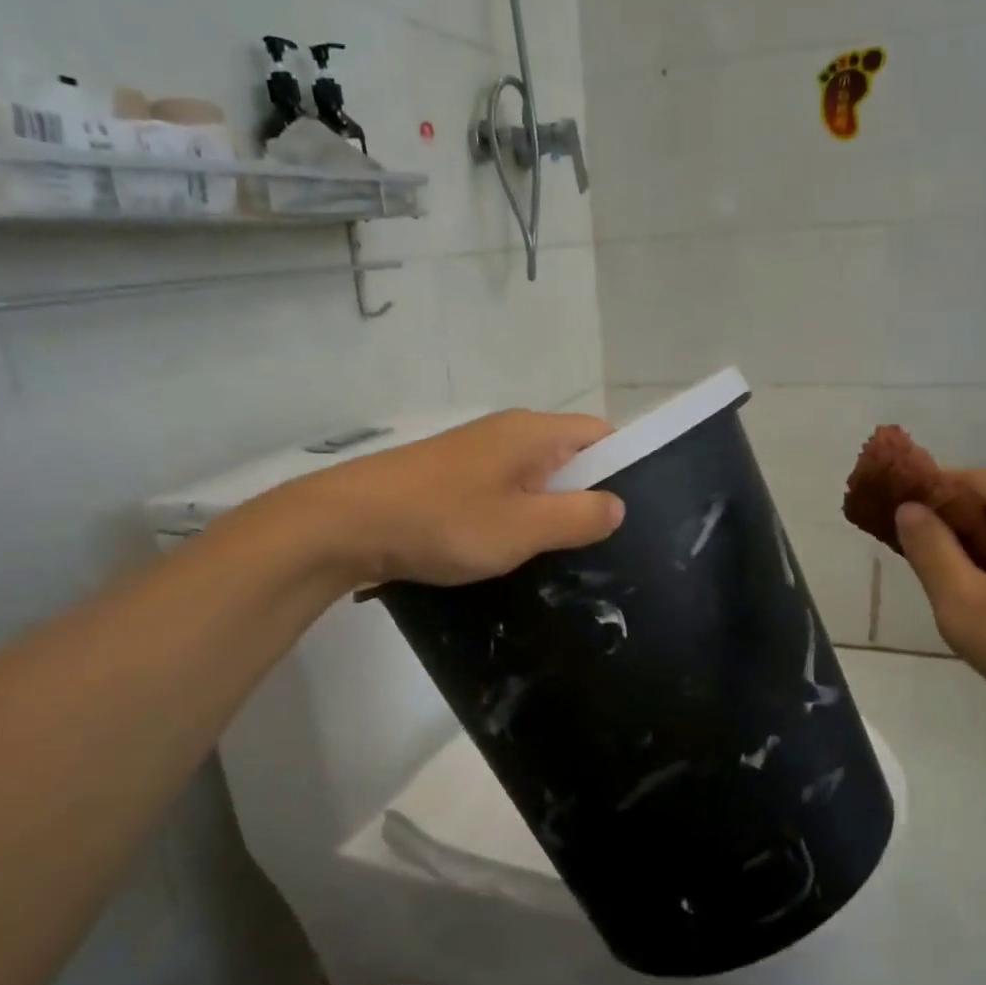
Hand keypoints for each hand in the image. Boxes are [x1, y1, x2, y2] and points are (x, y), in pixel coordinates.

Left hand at [290, 410, 625, 587]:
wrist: (347, 523)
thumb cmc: (444, 521)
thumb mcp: (523, 528)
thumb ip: (578, 517)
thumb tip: (618, 505)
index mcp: (534, 432)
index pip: (602, 435)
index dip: (626, 468)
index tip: (637, 513)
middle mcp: (510, 431)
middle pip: (570, 456)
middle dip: (589, 495)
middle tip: (606, 544)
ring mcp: (478, 452)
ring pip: (536, 476)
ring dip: (552, 509)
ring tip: (566, 553)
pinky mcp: (453, 475)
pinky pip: (506, 489)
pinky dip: (519, 513)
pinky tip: (516, 548)